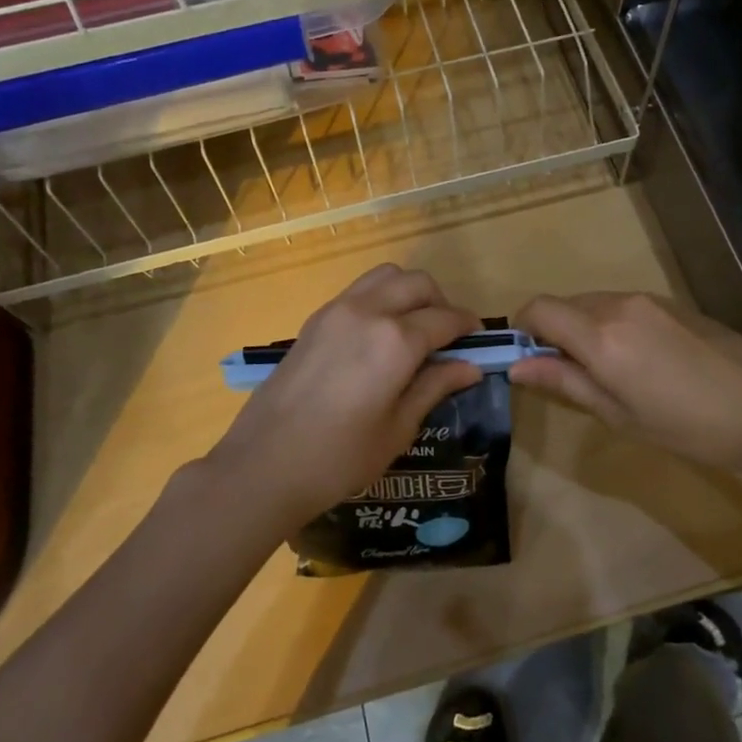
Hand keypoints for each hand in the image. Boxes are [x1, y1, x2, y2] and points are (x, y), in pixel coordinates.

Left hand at [202, 266, 482, 526]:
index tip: (478, 342)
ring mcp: (337, 310)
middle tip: (447, 337)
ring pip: (386, 276)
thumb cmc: (339, 458)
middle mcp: (369, 312)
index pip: (445, 319)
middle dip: (440, 303)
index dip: (467, 328)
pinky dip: (380, 299)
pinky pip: (359, 291)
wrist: (263, 465)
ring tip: (413, 329)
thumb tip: (471, 367)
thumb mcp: (398, 428)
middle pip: (417, 284)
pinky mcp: (315, 320)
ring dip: (408, 293)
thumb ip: (435, 387)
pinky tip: (379, 337)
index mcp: (396, 340)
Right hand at [509, 292, 741, 475]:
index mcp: (601, 335)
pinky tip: (642, 362)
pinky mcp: (673, 303)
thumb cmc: (688, 427)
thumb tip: (517, 366)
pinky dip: (612, 325)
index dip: (523, 329)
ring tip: (609, 374)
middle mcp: (619, 305)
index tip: (528, 359)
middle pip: (565, 304)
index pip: (539, 309)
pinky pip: (624, 306)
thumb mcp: (619, 414)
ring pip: (595, 304)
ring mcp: (649, 300)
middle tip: (569, 376)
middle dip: (554, 333)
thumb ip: (565, 381)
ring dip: (584, 329)